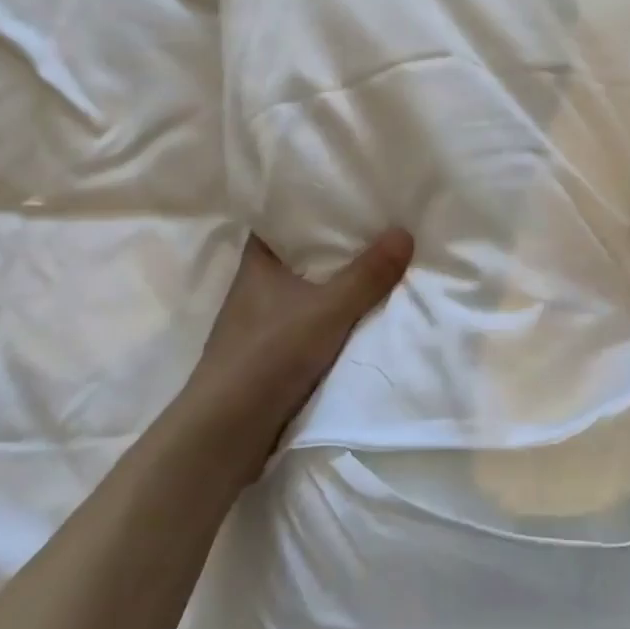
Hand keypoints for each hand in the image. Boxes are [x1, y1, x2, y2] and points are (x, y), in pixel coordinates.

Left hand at [185, 230, 413, 485]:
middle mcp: (255, 287)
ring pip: (304, 290)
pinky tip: (358, 315)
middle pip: (298, 254)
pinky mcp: (268, 355)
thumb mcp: (328, 310)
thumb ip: (367, 275)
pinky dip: (329, 316)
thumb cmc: (268, 356)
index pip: (281, 219)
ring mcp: (259, 323)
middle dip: (333, 245)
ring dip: (333, 283)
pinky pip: (307, 322)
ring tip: (377, 265)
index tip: (346, 194)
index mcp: (257, 263)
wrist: (225, 434)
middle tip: (376, 226)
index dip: (310, 206)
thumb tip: (405, 232)